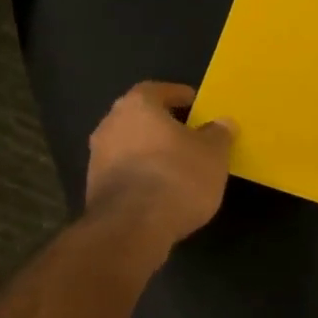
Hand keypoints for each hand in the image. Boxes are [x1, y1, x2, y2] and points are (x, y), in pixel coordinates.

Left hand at [85, 82, 233, 256]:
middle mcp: (110, 124)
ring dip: (151, 152)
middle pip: (140, 117)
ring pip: (130, 145)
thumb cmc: (177, 177)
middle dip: (163, 125)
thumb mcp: (212, 154)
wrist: (133, 227)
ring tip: (178, 166)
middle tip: (189, 136)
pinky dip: (142, 175)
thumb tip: (222, 123)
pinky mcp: (95, 188)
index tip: (197, 106)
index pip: (158, 90)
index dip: (179, 96)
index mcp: (137, 105)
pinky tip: (161, 189)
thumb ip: (218, 134)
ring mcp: (97, 157)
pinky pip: (125, 172)